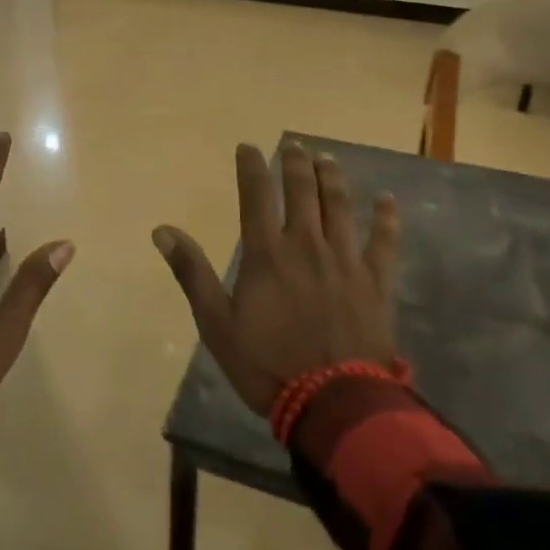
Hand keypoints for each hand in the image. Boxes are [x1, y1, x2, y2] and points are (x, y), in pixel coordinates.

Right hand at [154, 143, 399, 414]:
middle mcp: (306, 244)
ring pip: (340, 205)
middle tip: (294, 145)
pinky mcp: (375, 282)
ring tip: (327, 159)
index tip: (248, 147)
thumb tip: (162, 230)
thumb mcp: (216, 323)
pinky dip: (385, 218)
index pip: (256, 195)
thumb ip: (192, 272)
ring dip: (333, 178)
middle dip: (296, 163)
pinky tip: (387, 200)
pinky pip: (383, 241)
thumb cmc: (267, 364)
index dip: (251, 166)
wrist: (333, 403)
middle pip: (302, 191)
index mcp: (266, 252)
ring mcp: (345, 260)